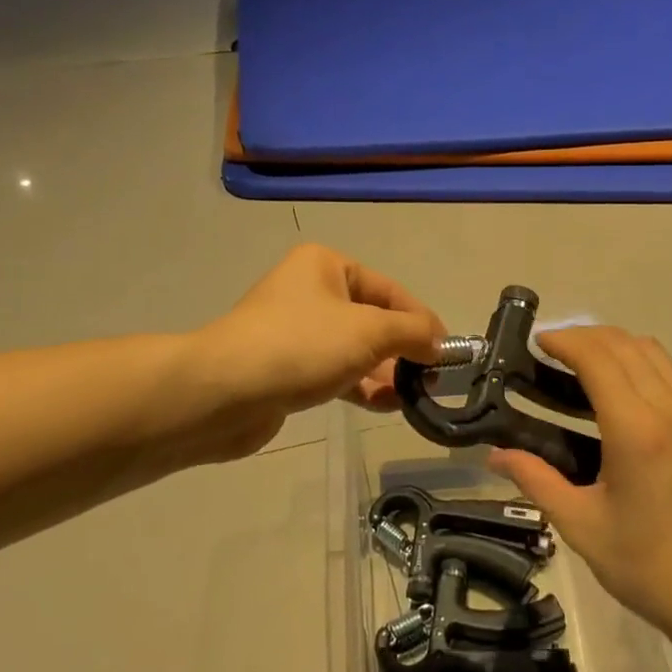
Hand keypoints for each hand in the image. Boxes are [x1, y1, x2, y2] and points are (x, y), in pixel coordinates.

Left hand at [190, 245, 445, 455]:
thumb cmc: (301, 345)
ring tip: (414, 397)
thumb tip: (441, 343)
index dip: (422, 319)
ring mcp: (297, 332)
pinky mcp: (288, 369)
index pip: (389, 290)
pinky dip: (361, 387)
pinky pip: (336, 373)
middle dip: (404, 350)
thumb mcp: (369, 331)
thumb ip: (413, 332)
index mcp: (326, 266)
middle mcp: (311, 292)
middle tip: (432, 380)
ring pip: (355, 350)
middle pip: (373, 320)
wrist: (224, 393)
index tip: (447, 352)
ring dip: (385, 372)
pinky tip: (386, 405)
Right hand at [489, 327, 671, 649]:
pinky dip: (644, 363)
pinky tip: (625, 392)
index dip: (565, 341)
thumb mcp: (582, 527)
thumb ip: (536, 481)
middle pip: (627, 345)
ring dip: (617, 345)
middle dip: (586, 336)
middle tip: (553, 352)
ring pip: (655, 354)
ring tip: (584, 365)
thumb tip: (495, 455)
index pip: (598, 358)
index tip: (537, 342)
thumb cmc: (650, 567)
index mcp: (637, 430)